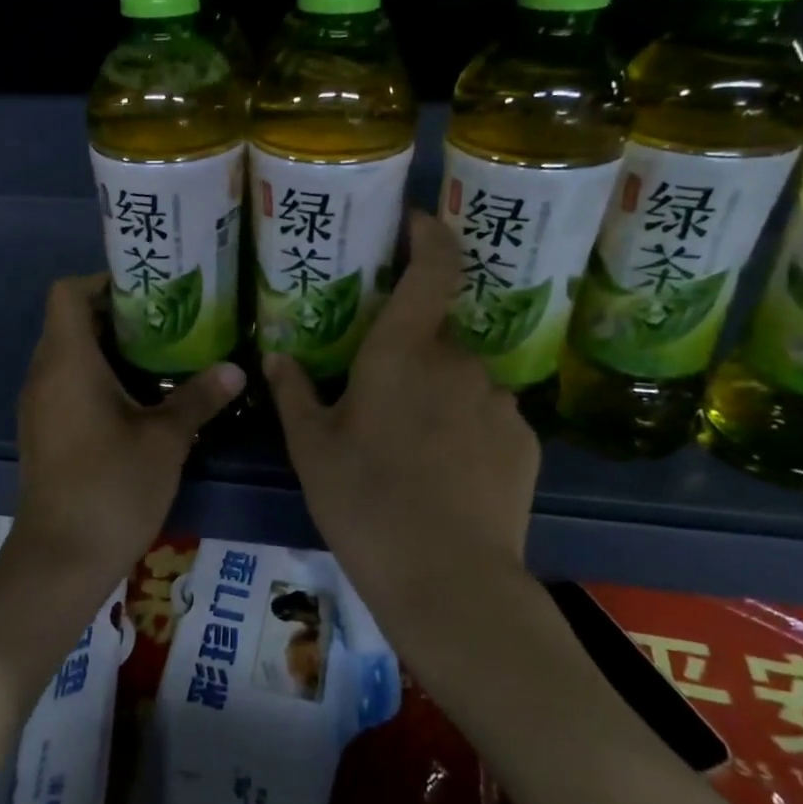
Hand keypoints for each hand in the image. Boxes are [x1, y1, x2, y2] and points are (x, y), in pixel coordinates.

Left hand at [11, 274, 242, 594]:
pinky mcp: (43, 432)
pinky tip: (141, 400)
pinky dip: (99, 379)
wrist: (60, 560)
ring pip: (70, 355)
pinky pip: (67, 385)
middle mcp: (44, 374)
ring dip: (111, 350)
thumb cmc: (112, 488)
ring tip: (164, 356)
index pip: (68, 293)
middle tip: (170, 322)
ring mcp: (39, 405)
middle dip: (118, 316)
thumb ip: (200, 397)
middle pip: (71, 321)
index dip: (104, 282)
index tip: (149, 293)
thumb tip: (237, 368)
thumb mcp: (166, 440)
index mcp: (67, 361)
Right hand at [264, 212, 541, 659]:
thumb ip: (295, 393)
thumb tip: (277, 355)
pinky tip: (445, 471)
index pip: (433, 267)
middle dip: (409, 347)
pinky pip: (487, 414)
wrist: (449, 581)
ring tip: (409, 442)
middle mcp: (459, 361)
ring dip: (436, 390)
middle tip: (377, 387)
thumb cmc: (365, 502)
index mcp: (404, 351)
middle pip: (435, 332)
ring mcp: (499, 401)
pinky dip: (465, 425)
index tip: (413, 222)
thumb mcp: (312, 449)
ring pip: (460, 376)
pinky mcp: (525, 441)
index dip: (428, 234)